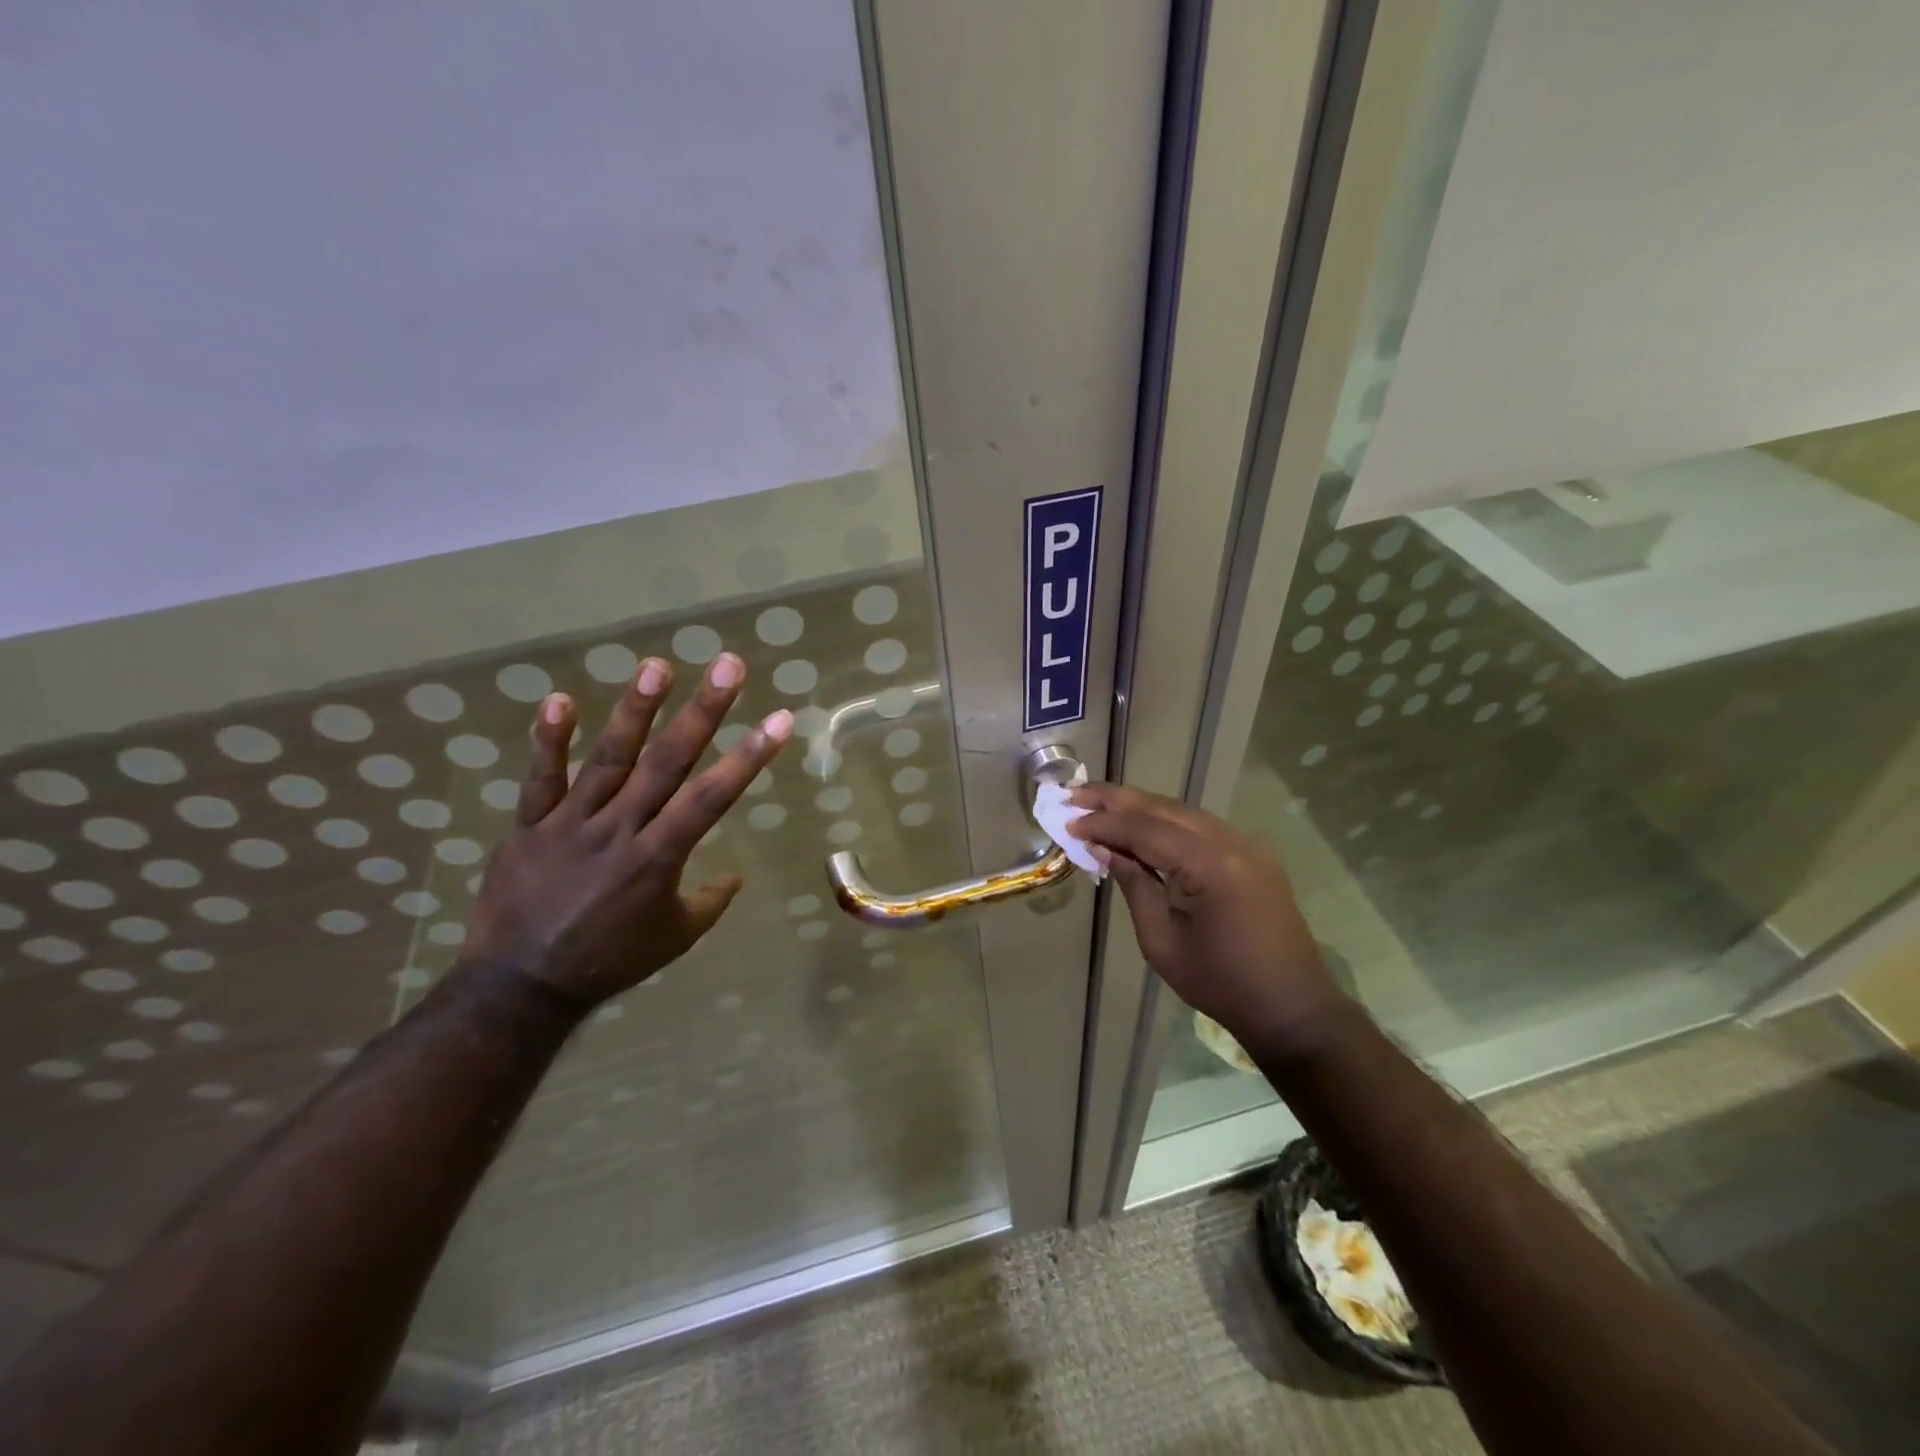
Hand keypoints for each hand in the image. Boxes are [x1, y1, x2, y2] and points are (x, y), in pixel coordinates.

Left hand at [461, 650, 791, 1007]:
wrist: (521, 986)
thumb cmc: (609, 961)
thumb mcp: (674, 938)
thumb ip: (709, 902)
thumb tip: (735, 877)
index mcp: (660, 858)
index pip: (713, 797)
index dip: (749, 757)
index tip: (779, 719)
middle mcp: (621, 829)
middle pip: (668, 762)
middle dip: (703, 712)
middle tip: (728, 666)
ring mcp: (572, 823)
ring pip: (609, 759)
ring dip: (636, 711)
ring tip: (658, 666)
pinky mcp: (529, 825)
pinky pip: (540, 779)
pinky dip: (548, 740)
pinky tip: (560, 698)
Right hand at [1068, 783, 1351, 1056]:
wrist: (1290, 1006)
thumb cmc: (1219, 983)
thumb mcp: (1161, 941)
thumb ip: (1134, 885)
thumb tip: (1103, 848)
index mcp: (1211, 866)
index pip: (1146, 829)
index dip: (1105, 823)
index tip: (1069, 821)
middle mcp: (1232, 842)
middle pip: (1164, 808)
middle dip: (1117, 799)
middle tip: (1076, 793)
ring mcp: (1247, 844)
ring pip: (1183, 811)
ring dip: (1140, 806)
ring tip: (1099, 803)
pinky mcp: (1252, 853)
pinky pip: (1200, 825)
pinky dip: (1166, 820)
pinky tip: (1140, 824)